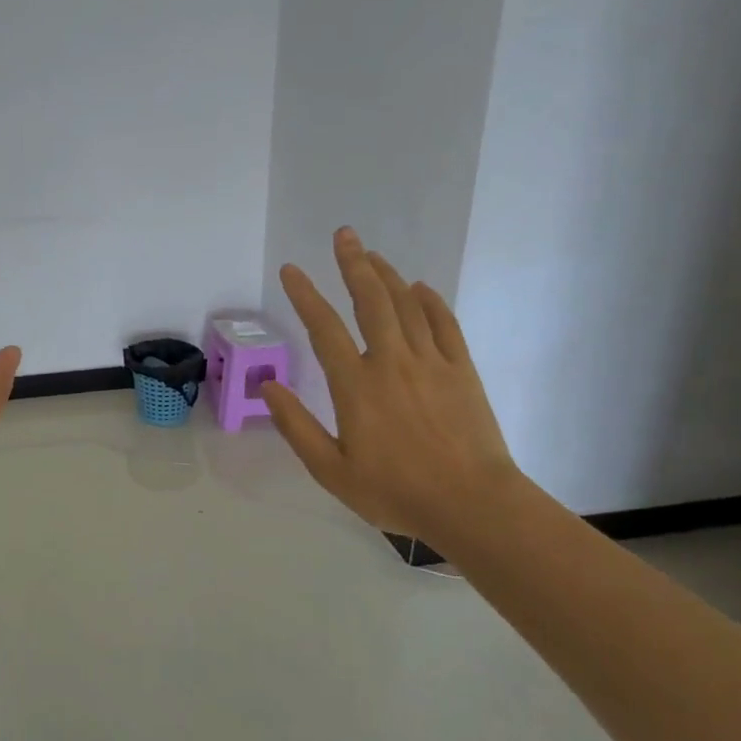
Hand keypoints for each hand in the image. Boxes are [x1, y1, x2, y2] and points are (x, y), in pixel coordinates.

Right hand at [262, 227, 519, 550]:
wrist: (472, 504)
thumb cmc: (395, 492)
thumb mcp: (331, 471)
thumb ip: (296, 427)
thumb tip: (268, 387)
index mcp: (356, 386)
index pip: (324, 328)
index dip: (305, 295)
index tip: (291, 270)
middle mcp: (391, 362)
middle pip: (371, 301)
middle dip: (353, 264)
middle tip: (344, 235)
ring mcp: (431, 362)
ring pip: (406, 305)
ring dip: (387, 275)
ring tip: (371, 254)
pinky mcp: (461, 370)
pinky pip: (444, 324)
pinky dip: (431, 302)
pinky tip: (420, 288)